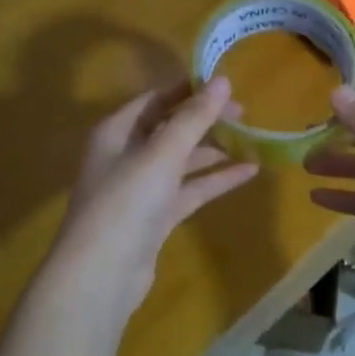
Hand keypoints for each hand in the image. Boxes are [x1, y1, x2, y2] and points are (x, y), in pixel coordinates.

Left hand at [52, 78, 258, 317]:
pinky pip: (189, 190)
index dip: (188, 90)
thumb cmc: (126, 202)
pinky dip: (215, 180)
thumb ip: (193, 118)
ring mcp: (141, 188)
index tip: (225, 84)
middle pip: (170, 128)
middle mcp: (126, 155)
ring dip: (214, 150)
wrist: (102, 274)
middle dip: (205, 120)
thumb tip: (222, 81)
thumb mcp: (162, 154)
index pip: (155, 99)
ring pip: (182, 160)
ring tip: (252, 140)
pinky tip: (248, 172)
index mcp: (116, 131)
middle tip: (244, 114)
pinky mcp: (156, 217)